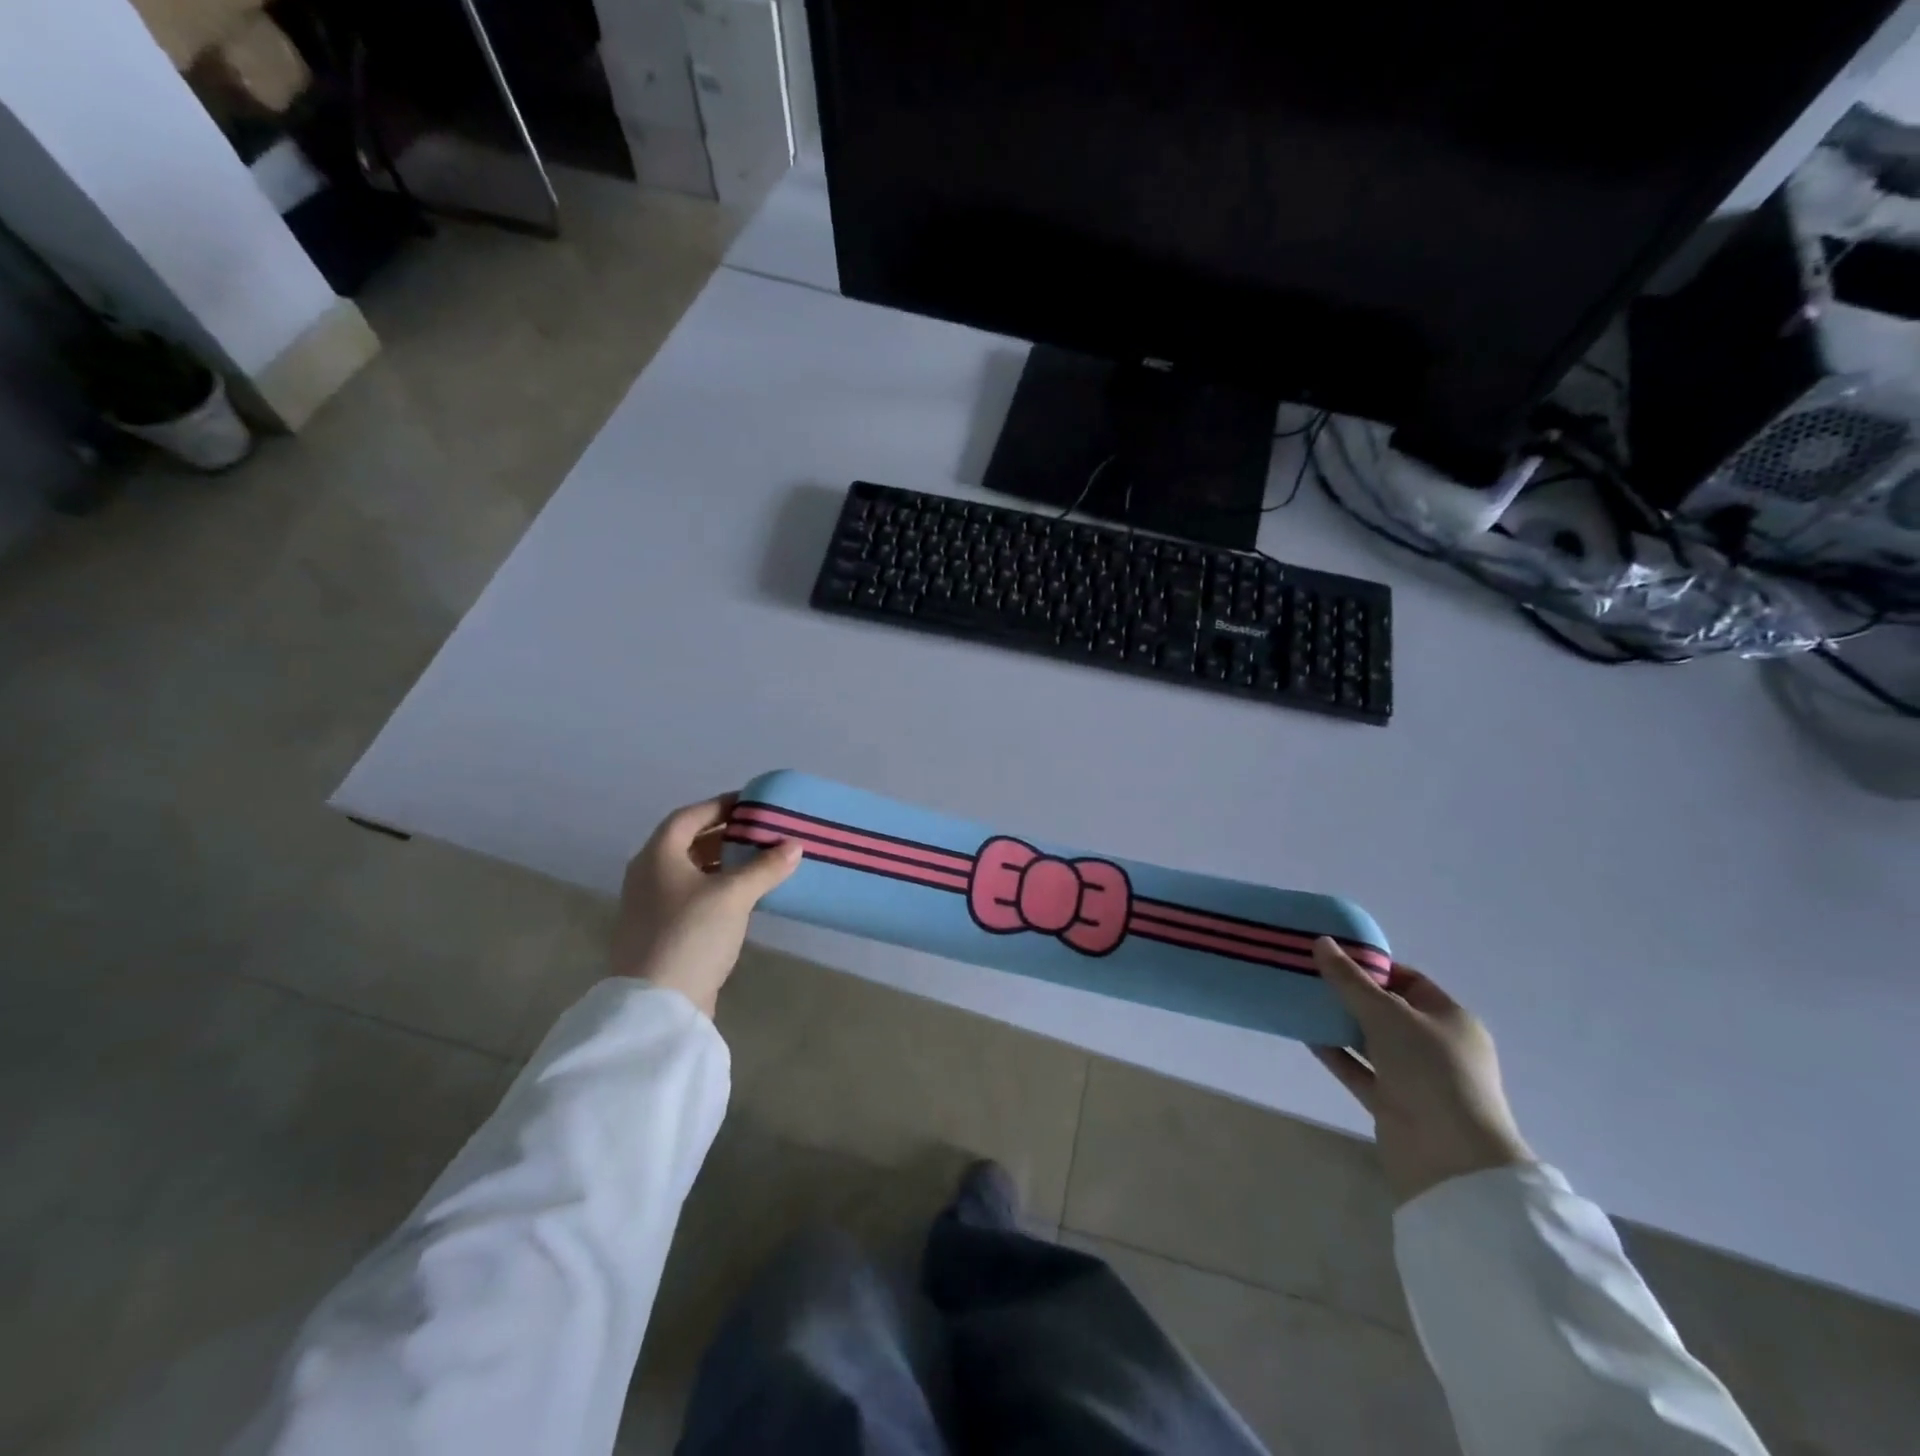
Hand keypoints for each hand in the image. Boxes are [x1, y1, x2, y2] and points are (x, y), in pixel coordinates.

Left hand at [609, 794, 803, 1016]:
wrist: (658, 1004)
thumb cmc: (691, 934)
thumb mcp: (734, 895)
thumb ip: (764, 867)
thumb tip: (794, 845)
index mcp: (657, 856)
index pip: (689, 816)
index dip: (720, 805)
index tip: (752, 804)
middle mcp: (648, 875)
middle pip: (688, 843)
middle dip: (725, 835)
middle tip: (761, 832)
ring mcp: (651, 906)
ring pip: (691, 872)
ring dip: (723, 863)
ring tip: (759, 861)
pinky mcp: (662, 932)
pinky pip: (692, 896)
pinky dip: (717, 888)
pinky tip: (744, 897)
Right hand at [1311, 939, 1533, 1205]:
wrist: (1450, 1160)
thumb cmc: (1430, 1072)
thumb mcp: (1388, 1015)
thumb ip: (1351, 980)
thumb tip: (1321, 942)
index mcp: (1450, 1019)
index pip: (1408, 981)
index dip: (1372, 967)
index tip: (1333, 956)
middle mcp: (1434, 1046)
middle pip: (1386, 1010)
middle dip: (1349, 993)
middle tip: (1309, 974)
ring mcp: (1414, 1077)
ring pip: (1370, 1040)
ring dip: (1338, 1023)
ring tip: (1300, 1000)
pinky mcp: (1392, 1103)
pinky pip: (1358, 1069)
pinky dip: (1335, 1053)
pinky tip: (1305, 1035)